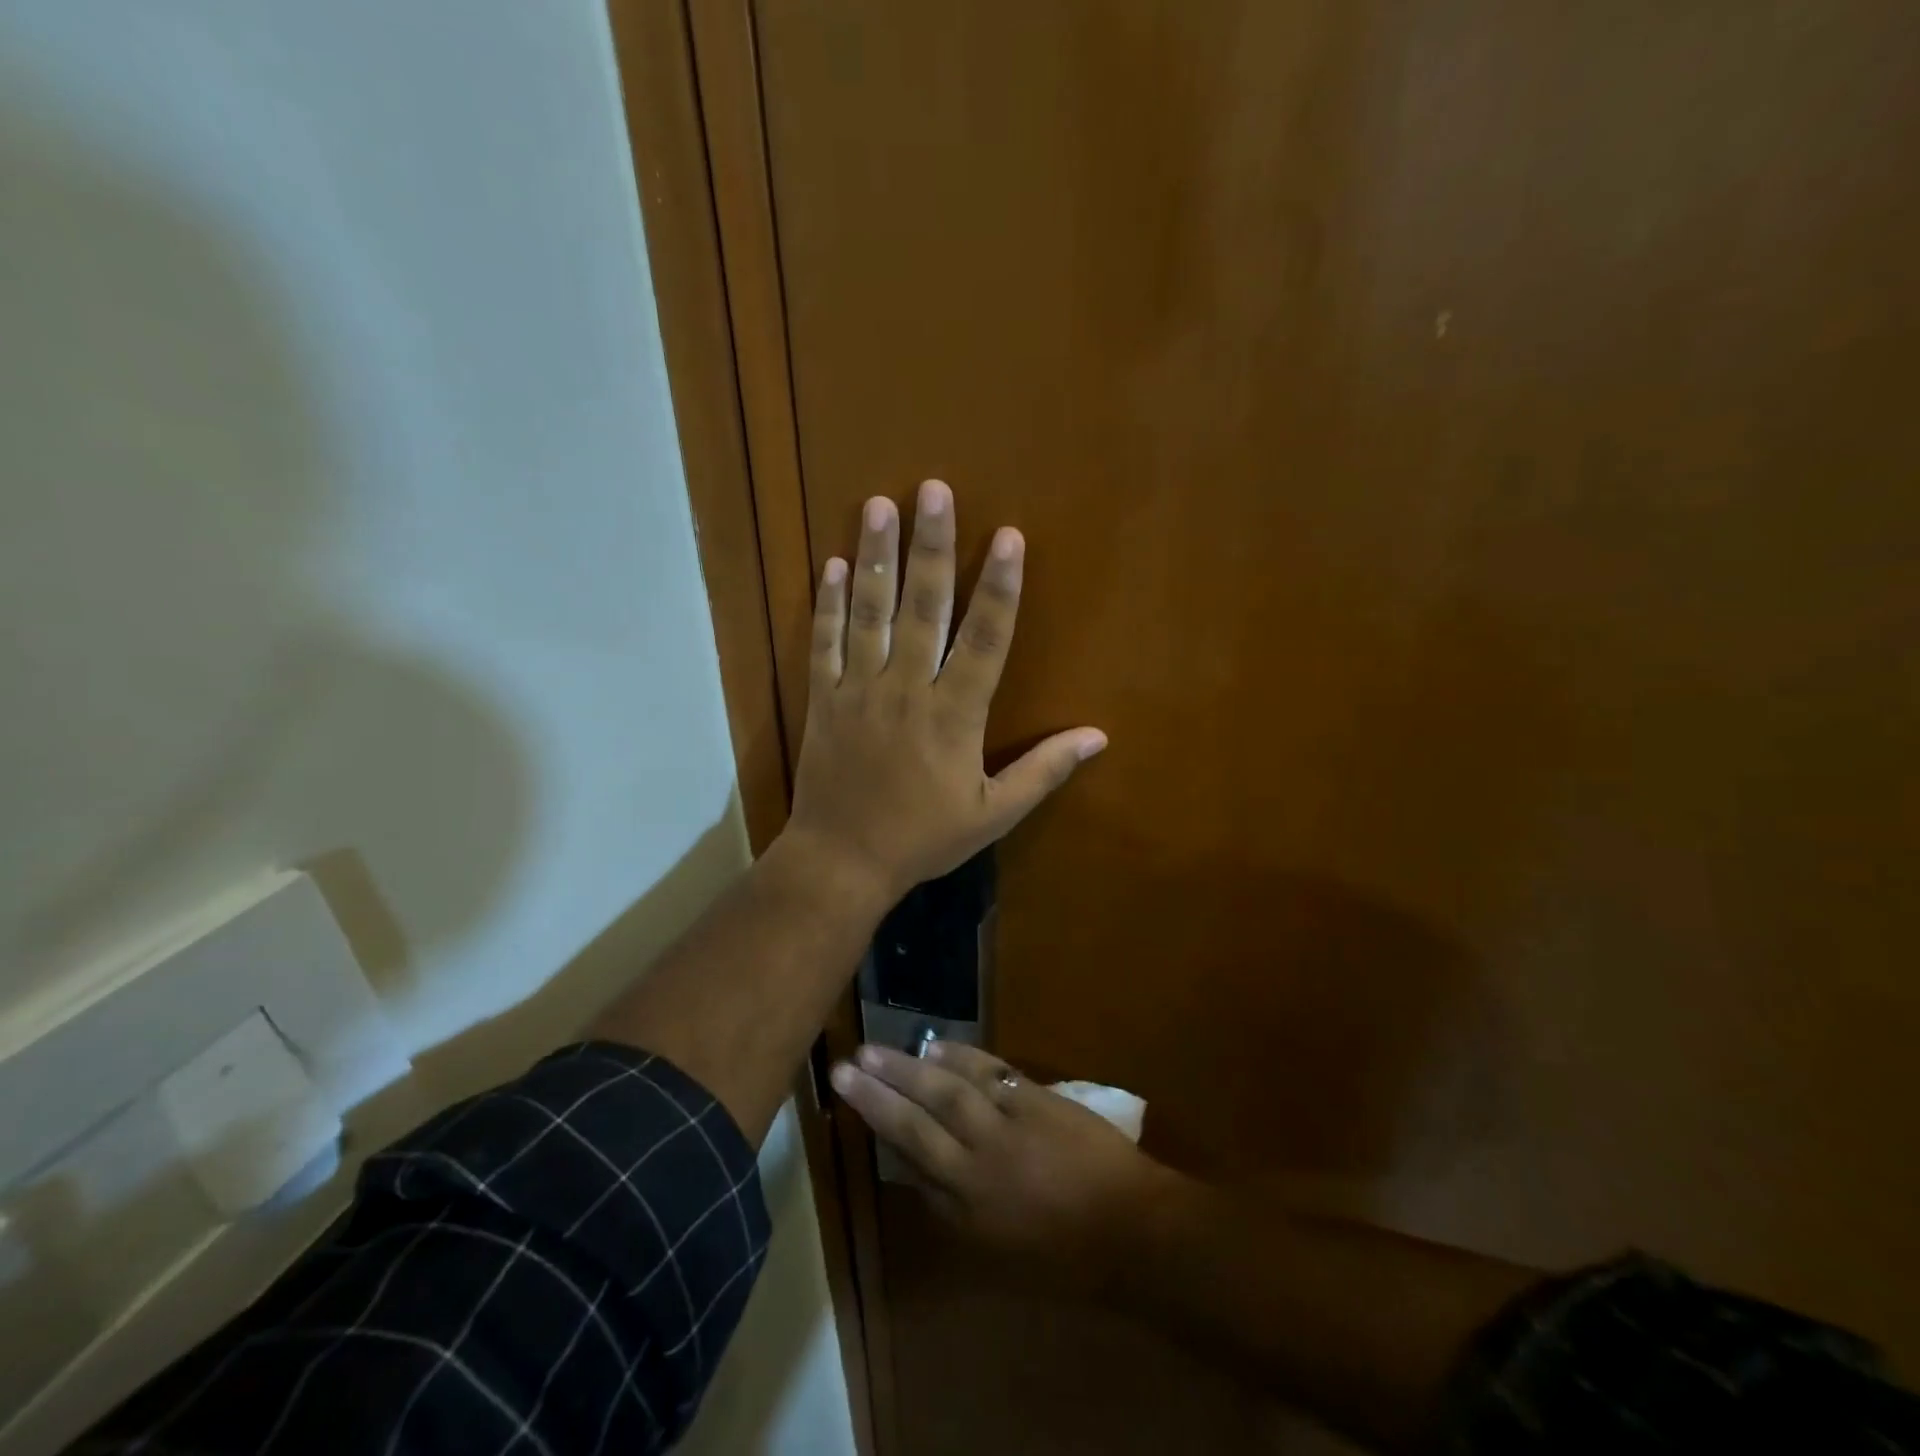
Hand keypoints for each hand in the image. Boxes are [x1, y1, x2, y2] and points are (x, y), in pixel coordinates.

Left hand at [781, 480, 1105, 902]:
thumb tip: (1097, 737)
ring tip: (879, 505)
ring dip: (876, 558)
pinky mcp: (823, 699)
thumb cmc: (923, 838)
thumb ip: (1043, 771)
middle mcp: (907, 689)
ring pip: (870, 613)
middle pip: (924, 608)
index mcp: (954, 715)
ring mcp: (859, 690)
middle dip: (933, 547)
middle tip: (933, 490)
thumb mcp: (993, 815)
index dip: (999, 587)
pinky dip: (828, 603)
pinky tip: (833, 564)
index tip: (1008, 537)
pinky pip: (824, 643)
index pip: (984, 639)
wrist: (842, 860)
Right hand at [832, 1039, 1176, 1290]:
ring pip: (948, 1090)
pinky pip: (989, 1072)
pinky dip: (960, 1056)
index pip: (912, 1157)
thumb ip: (955, 1211)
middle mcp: (977, 1163)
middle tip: (844, 1066)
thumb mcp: (998, 1251)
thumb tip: (918, 1173)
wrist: (1131, 1228)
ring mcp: (1006, 1126)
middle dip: (878, 1093)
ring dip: (910, 1067)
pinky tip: (937, 1045)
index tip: (852, 1098)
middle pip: (918, 1121)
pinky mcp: (1034, 1099)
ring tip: (877, 1048)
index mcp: (966, 1207)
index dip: (880, 1126)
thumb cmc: (1066, 1256)